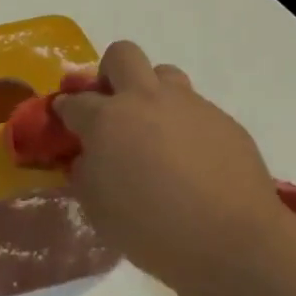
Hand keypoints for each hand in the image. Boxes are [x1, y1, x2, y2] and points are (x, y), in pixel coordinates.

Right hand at [54, 41, 295, 295]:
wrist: (231, 240)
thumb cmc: (151, 229)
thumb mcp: (97, 208)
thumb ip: (86, 172)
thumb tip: (90, 156)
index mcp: (108, 119)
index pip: (74, 101)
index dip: (64, 110)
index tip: (64, 120)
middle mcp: (146, 100)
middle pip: (122, 55)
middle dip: (109, 73)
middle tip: (110, 106)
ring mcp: (190, 105)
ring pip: (164, 74)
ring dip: (151, 93)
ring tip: (153, 131)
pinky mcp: (223, 120)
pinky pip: (195, 109)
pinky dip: (183, 125)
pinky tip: (190, 160)